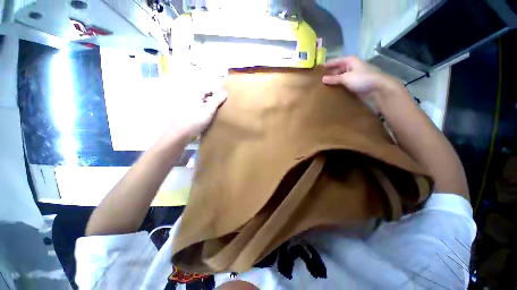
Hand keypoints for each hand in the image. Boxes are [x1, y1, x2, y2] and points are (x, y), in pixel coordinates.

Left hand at [168, 89, 226, 138]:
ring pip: (204, 105)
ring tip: (219, 115)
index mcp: (195, 94)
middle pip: (207, 97)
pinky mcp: (191, 116)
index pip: (209, 90)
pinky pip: (202, 112)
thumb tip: (225, 92)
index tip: (224, 101)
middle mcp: (192, 99)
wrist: (183, 133)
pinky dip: (207, 114)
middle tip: (223, 108)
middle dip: (215, 102)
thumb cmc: (196, 119)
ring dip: (212, 109)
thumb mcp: (209, 109)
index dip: (218, 94)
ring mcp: (191, 108)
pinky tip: (212, 120)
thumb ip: (217, 100)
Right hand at [322, 56, 405, 102]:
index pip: (335, 61)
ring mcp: (353, 75)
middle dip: (329, 74)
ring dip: (333, 81)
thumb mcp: (346, 78)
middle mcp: (351, 67)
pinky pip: (344, 84)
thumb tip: (323, 79)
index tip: (317, 70)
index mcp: (349, 61)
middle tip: (318, 80)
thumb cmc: (362, 79)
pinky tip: (331, 91)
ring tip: (322, 86)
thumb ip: (334, 78)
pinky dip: (338, 86)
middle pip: (337, 69)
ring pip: (340, 77)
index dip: (326, 65)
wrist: (378, 89)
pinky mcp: (355, 84)